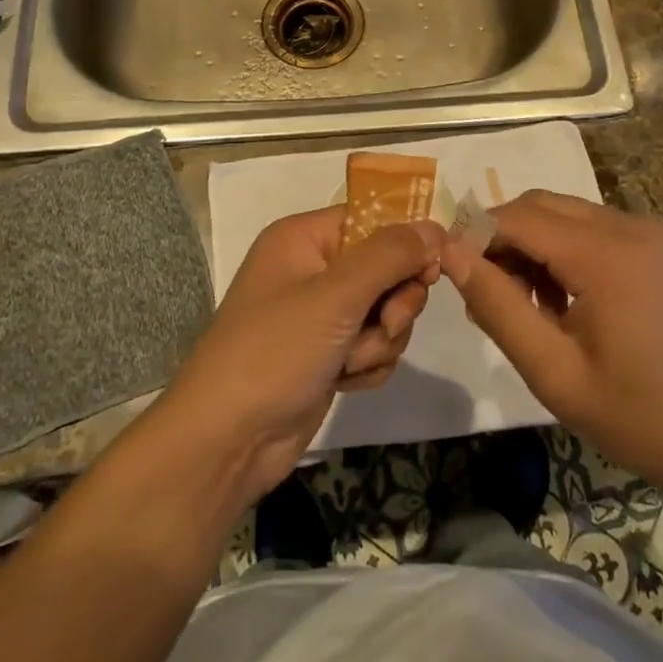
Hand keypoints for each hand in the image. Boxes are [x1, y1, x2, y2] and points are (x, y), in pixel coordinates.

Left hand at [161, 206, 443, 504]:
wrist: (227, 442)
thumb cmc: (275, 351)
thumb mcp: (336, 295)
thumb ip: (390, 256)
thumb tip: (435, 228)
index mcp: (304, 238)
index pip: (371, 219)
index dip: (404, 242)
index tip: (428, 271)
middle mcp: (313, 269)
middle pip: (386, 267)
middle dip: (393, 303)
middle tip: (385, 324)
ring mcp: (321, 314)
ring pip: (386, 310)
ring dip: (380, 340)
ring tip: (349, 362)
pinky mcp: (328, 353)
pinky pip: (374, 344)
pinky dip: (368, 364)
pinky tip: (346, 381)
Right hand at [442, 191, 662, 498]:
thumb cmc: (633, 415)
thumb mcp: (551, 371)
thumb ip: (497, 305)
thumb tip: (450, 252)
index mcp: (607, 255)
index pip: (518, 217)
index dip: (476, 236)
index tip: (451, 274)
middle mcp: (630, 226)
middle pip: (540, 206)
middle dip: (503, 239)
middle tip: (487, 296)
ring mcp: (649, 232)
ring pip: (563, 214)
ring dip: (532, 245)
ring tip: (523, 306)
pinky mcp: (657, 245)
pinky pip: (590, 228)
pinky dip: (562, 250)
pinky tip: (561, 300)